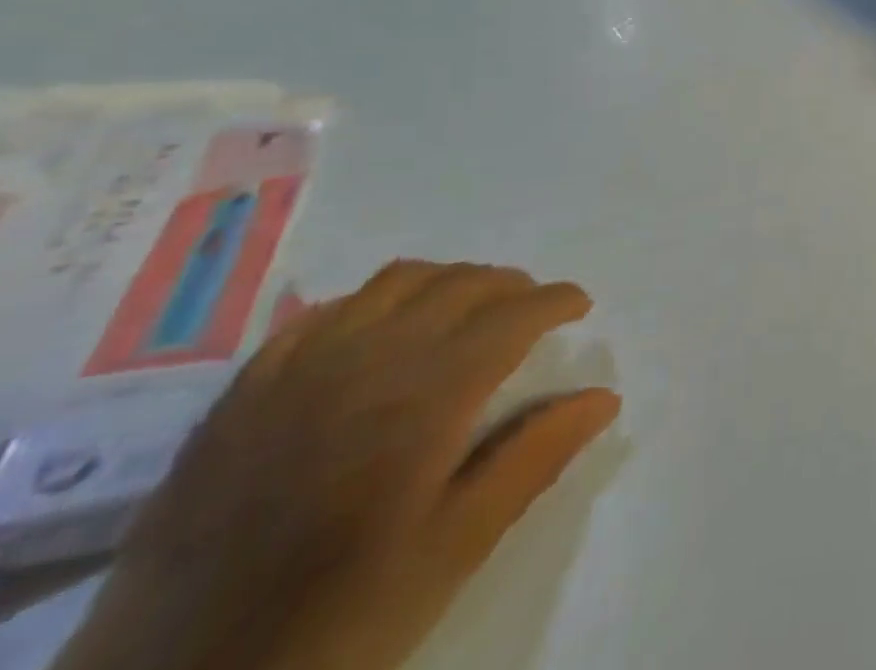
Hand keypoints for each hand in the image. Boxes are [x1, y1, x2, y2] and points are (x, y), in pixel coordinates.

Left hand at [56, 261, 619, 669]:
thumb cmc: (336, 620)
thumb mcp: (452, 550)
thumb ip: (533, 459)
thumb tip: (603, 397)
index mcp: (426, 395)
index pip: (513, 314)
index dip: (557, 300)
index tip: (580, 306)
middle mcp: (368, 358)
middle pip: (461, 284)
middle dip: (512, 286)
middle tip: (533, 311)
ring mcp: (299, 367)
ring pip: (397, 281)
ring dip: (449, 282)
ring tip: (467, 310)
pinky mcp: (246, 390)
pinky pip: (325, 310)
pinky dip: (374, 301)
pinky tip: (380, 331)